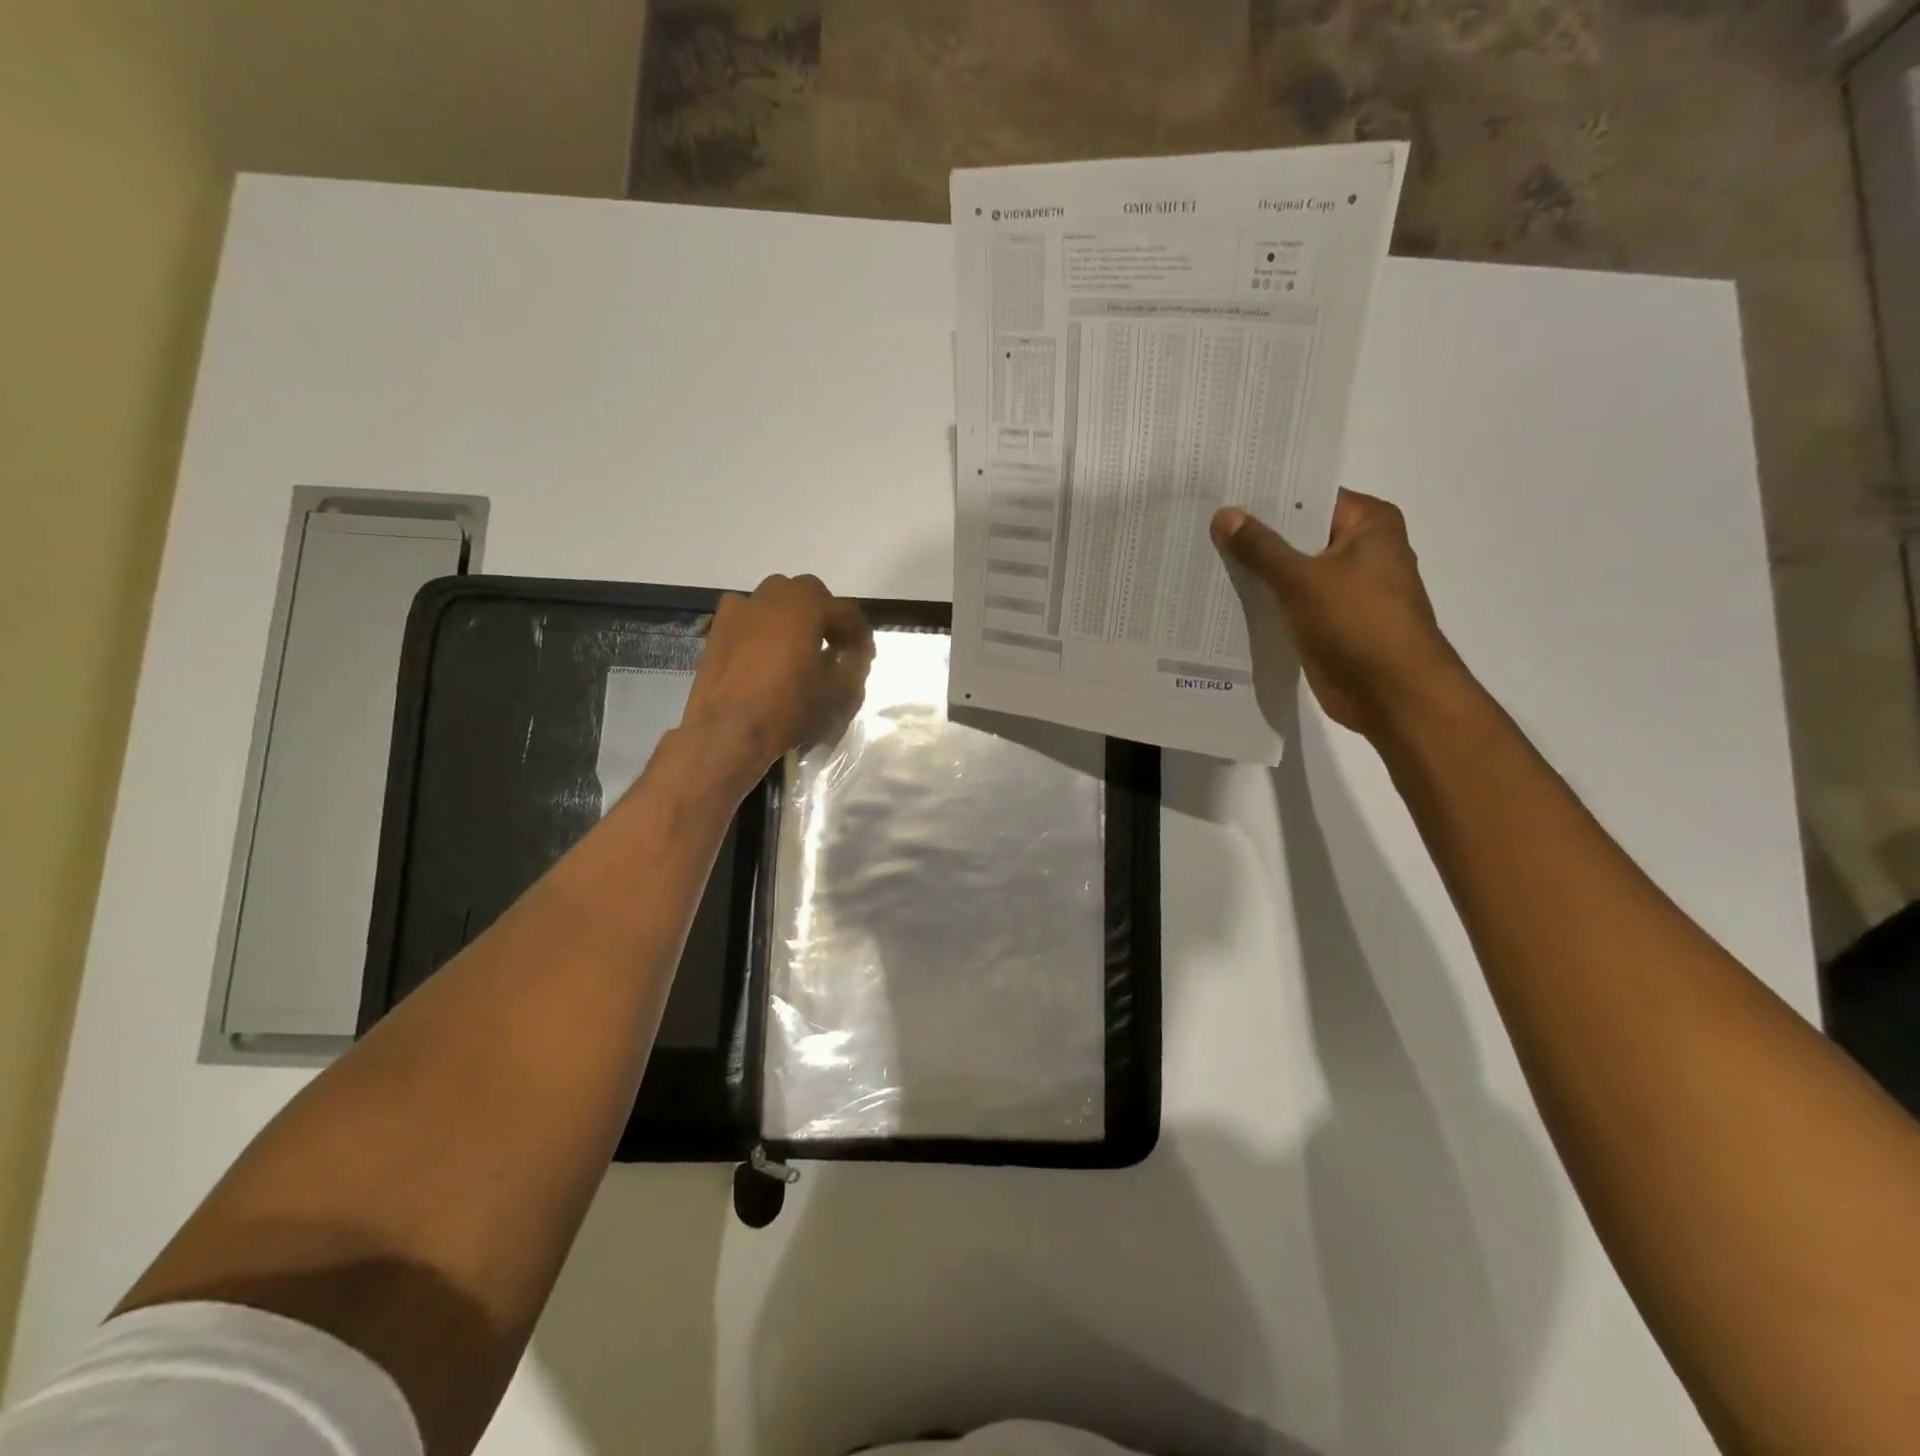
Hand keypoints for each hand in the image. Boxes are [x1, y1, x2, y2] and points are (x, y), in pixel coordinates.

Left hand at [681, 574, 873, 783]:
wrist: (725, 731)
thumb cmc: (785, 709)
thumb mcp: (834, 692)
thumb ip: (852, 666)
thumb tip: (855, 655)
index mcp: (808, 608)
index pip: (846, 612)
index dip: (860, 633)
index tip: (865, 654)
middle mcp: (775, 596)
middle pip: (811, 593)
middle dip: (826, 614)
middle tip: (834, 644)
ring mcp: (742, 607)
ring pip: (778, 597)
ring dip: (795, 613)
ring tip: (799, 644)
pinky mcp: (720, 625)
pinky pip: (750, 612)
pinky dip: (764, 623)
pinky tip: (765, 649)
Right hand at [1211, 490, 1468, 739]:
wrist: (1392, 693)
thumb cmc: (1358, 623)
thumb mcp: (1303, 579)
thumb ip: (1260, 548)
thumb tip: (1224, 514)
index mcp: (1368, 524)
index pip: (1310, 496)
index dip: (1267, 495)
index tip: (1223, 491)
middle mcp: (1360, 550)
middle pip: (1298, 533)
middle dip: (1255, 534)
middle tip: (1202, 522)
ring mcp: (1345, 588)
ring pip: (1291, 570)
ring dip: (1256, 570)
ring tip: (1203, 556)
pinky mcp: (1329, 621)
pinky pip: (1290, 602)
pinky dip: (1264, 600)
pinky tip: (1223, 596)